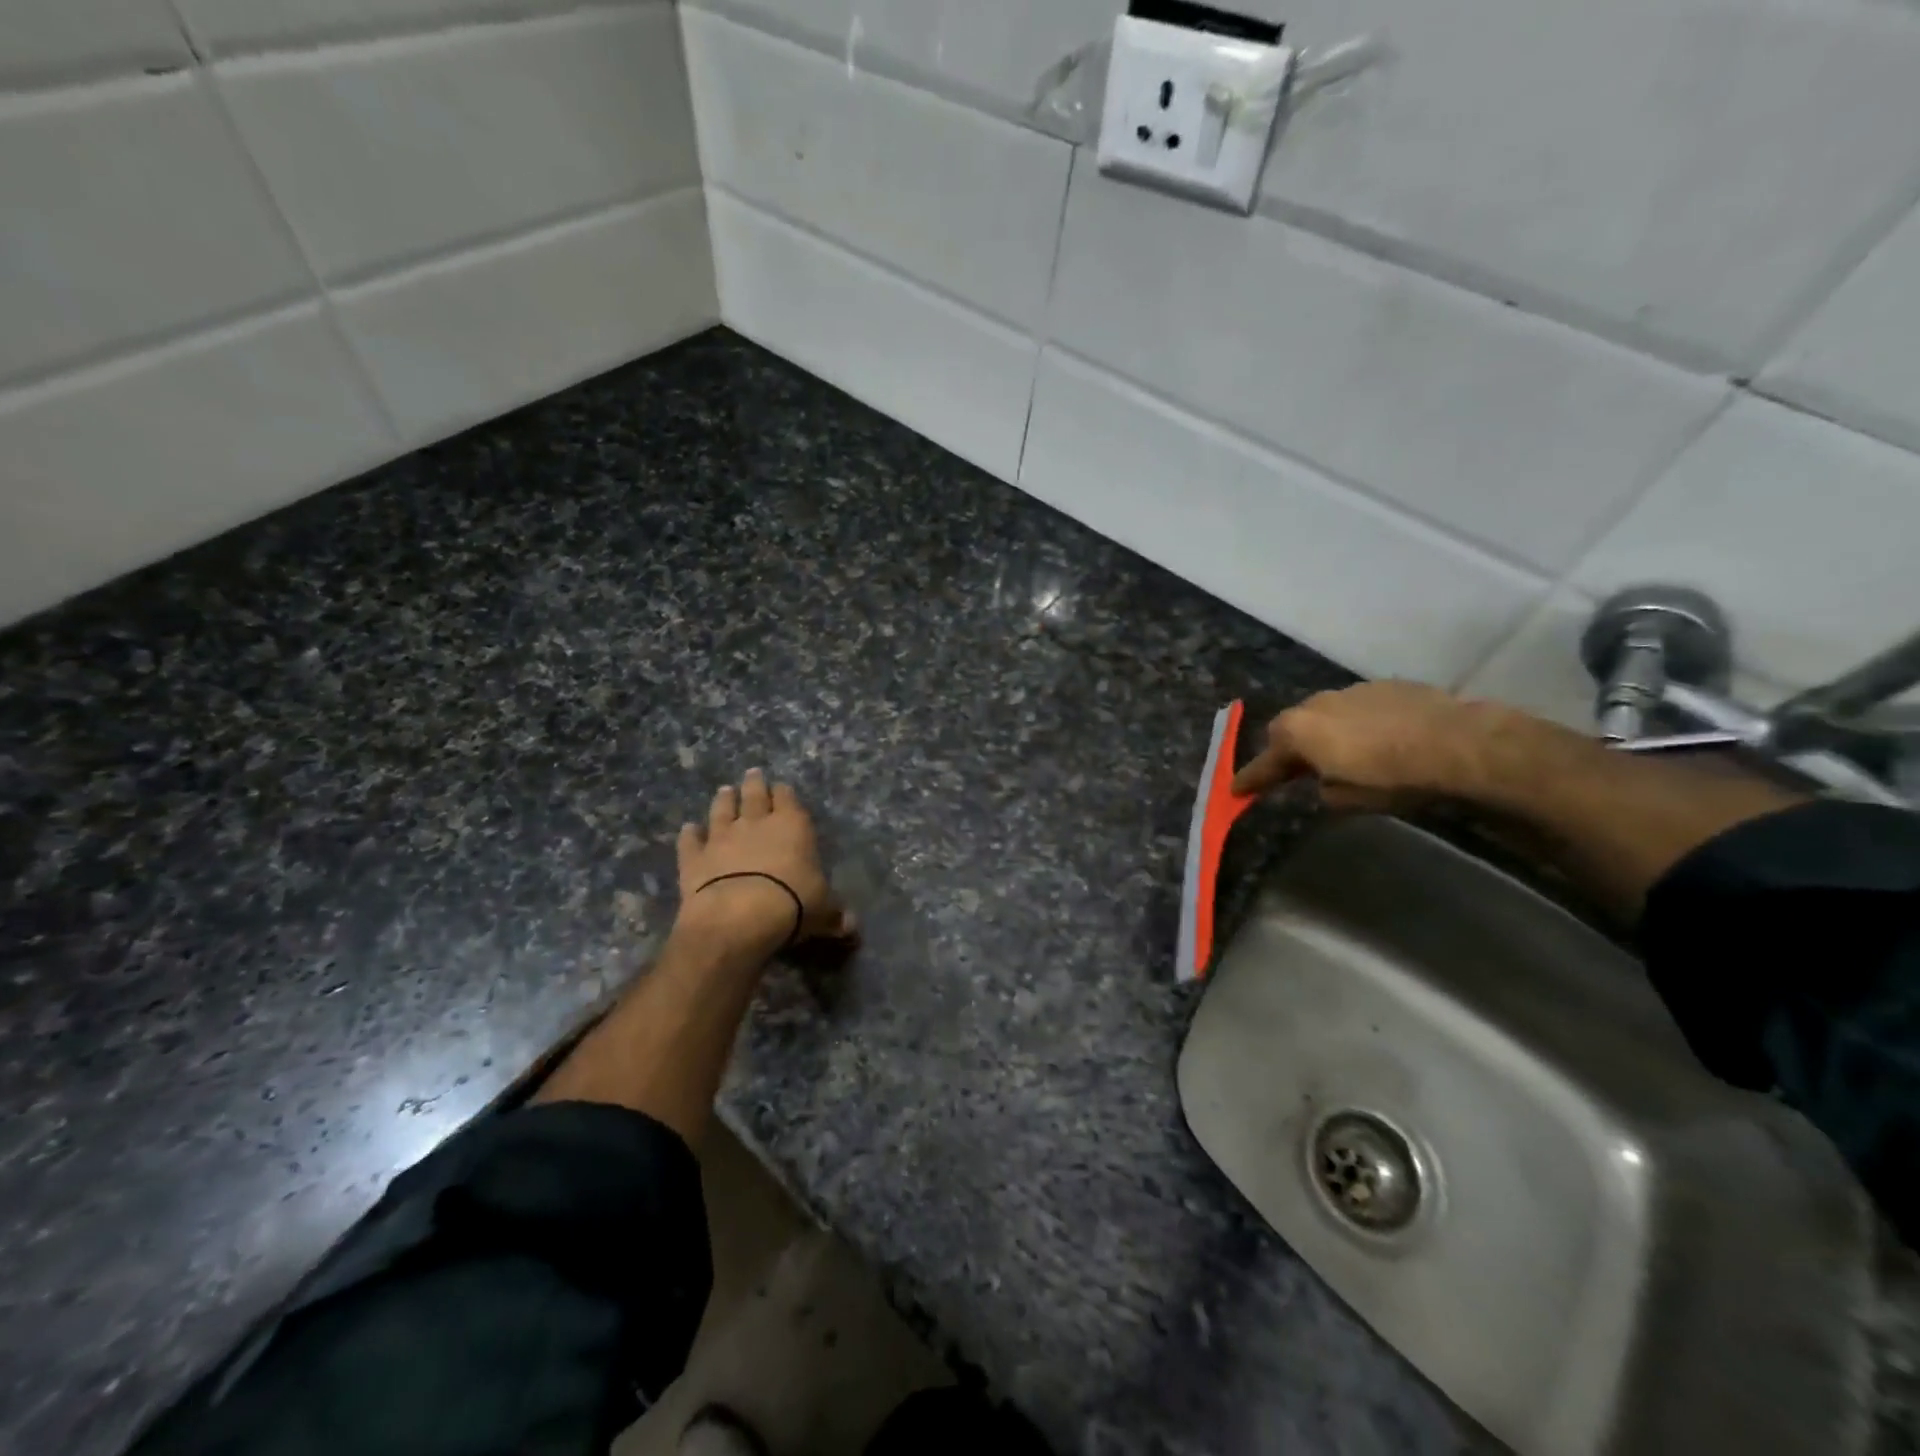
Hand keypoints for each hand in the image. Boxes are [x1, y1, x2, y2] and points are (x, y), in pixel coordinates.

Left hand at [674, 769, 854, 952]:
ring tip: (724, 790)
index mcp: (792, 826)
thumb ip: (835, 914)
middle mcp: (756, 823)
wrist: (738, 917)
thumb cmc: (791, 905)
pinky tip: (688, 829)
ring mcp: (721, 837)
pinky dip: (689, 834)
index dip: (785, 792)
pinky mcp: (694, 858)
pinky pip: (690, 841)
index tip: (782, 787)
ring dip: (723, 800)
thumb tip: (853, 927)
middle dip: (754, 784)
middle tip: (752, 773)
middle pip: (754, 795)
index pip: (789, 799)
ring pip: (722, 810)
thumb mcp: (824, 912)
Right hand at [1231, 681, 1516, 807]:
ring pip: (1324, 714)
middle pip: (1290, 729)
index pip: (1266, 762)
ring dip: (1325, 733)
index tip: (1236, 790)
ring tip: (1344, 753)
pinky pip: (1357, 707)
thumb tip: (1325, 782)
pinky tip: (1380, 739)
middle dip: (1289, 750)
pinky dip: (1357, 723)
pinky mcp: (1385, 685)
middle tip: (1295, 770)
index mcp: (1299, 732)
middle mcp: (1316, 705)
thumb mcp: (1350, 799)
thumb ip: (1325, 789)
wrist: (1458, 743)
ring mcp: (1351, 691)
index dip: (1251, 779)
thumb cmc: (1393, 777)